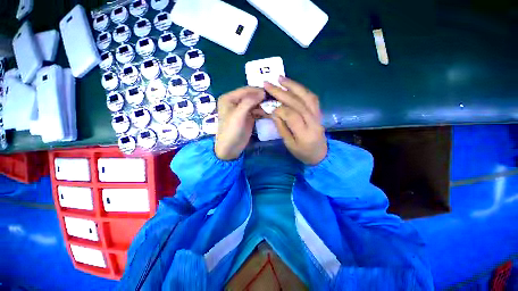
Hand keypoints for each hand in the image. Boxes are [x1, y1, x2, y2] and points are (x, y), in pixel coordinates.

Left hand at [215, 87, 266, 159]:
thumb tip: (262, 92)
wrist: (230, 148)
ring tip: (273, 106)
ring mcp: (242, 109)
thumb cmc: (231, 130)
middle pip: (251, 96)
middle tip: (274, 99)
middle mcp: (235, 101)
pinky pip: (256, 111)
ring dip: (263, 105)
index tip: (270, 92)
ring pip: (255, 103)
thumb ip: (249, 102)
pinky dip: (262, 111)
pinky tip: (269, 113)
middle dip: (261, 98)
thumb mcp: (238, 115)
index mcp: (229, 98)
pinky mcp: (248, 117)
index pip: (245, 90)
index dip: (257, 91)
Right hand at [265, 77, 326, 164]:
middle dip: (281, 92)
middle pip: (297, 102)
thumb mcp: (289, 144)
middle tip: (268, 84)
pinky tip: (293, 85)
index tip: (268, 106)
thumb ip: (282, 128)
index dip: (279, 109)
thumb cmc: (303, 153)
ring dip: (293, 85)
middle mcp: (313, 121)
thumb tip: (274, 112)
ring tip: (280, 78)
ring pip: (306, 96)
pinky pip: (311, 97)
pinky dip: (301, 89)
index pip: (292, 115)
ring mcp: (318, 115)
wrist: (321, 154)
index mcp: (305, 133)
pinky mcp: (318, 111)